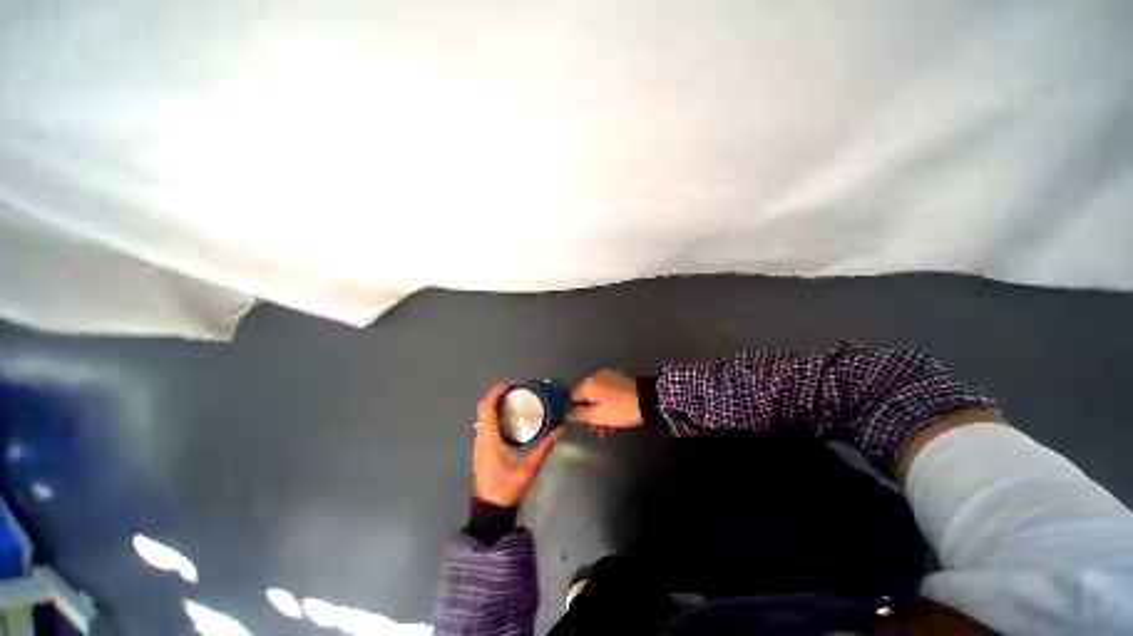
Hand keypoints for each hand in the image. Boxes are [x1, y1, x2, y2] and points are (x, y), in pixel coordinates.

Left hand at [472, 383, 562, 506]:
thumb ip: (545, 446)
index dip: (495, 392)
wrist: (490, 510)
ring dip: (494, 405)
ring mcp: (479, 444)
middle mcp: (480, 438)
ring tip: (513, 401)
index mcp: (489, 438)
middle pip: (483, 409)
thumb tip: (559, 428)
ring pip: (482, 417)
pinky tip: (508, 419)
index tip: (509, 384)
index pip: (487, 408)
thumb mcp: (530, 466)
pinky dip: (494, 415)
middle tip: (515, 390)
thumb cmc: (508, 487)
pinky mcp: (481, 450)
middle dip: (496, 396)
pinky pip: (485, 425)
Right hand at [566, 370, 643, 437]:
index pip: (572, 397)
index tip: (585, 424)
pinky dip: (607, 403)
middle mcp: (595, 376)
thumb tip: (564, 413)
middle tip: (599, 430)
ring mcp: (608, 376)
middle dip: (590, 414)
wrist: (649, 398)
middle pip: (585, 397)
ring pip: (597, 396)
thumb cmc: (621, 409)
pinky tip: (615, 416)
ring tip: (609, 428)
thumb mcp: (598, 416)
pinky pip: (607, 392)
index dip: (575, 411)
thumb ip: (578, 414)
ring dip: (600, 412)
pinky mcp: (618, 379)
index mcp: (588, 384)